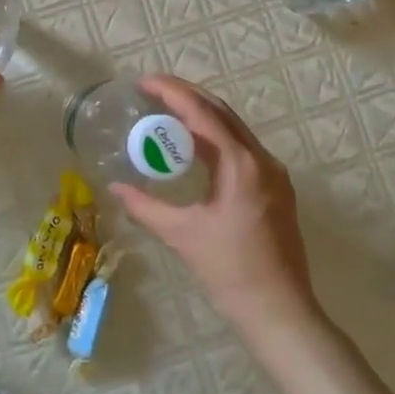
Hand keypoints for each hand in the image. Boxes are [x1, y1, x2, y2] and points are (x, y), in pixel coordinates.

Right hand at [110, 75, 319, 342]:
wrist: (280, 311)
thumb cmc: (230, 272)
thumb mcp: (182, 235)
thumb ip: (145, 206)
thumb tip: (114, 188)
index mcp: (242, 165)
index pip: (204, 113)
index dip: (173, 92)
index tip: (145, 82)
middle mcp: (263, 160)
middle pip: (222, 112)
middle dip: (187, 96)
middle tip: (153, 90)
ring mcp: (274, 174)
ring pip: (234, 129)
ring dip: (202, 116)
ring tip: (167, 112)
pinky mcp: (276, 189)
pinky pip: (242, 149)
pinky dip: (216, 139)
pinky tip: (194, 147)